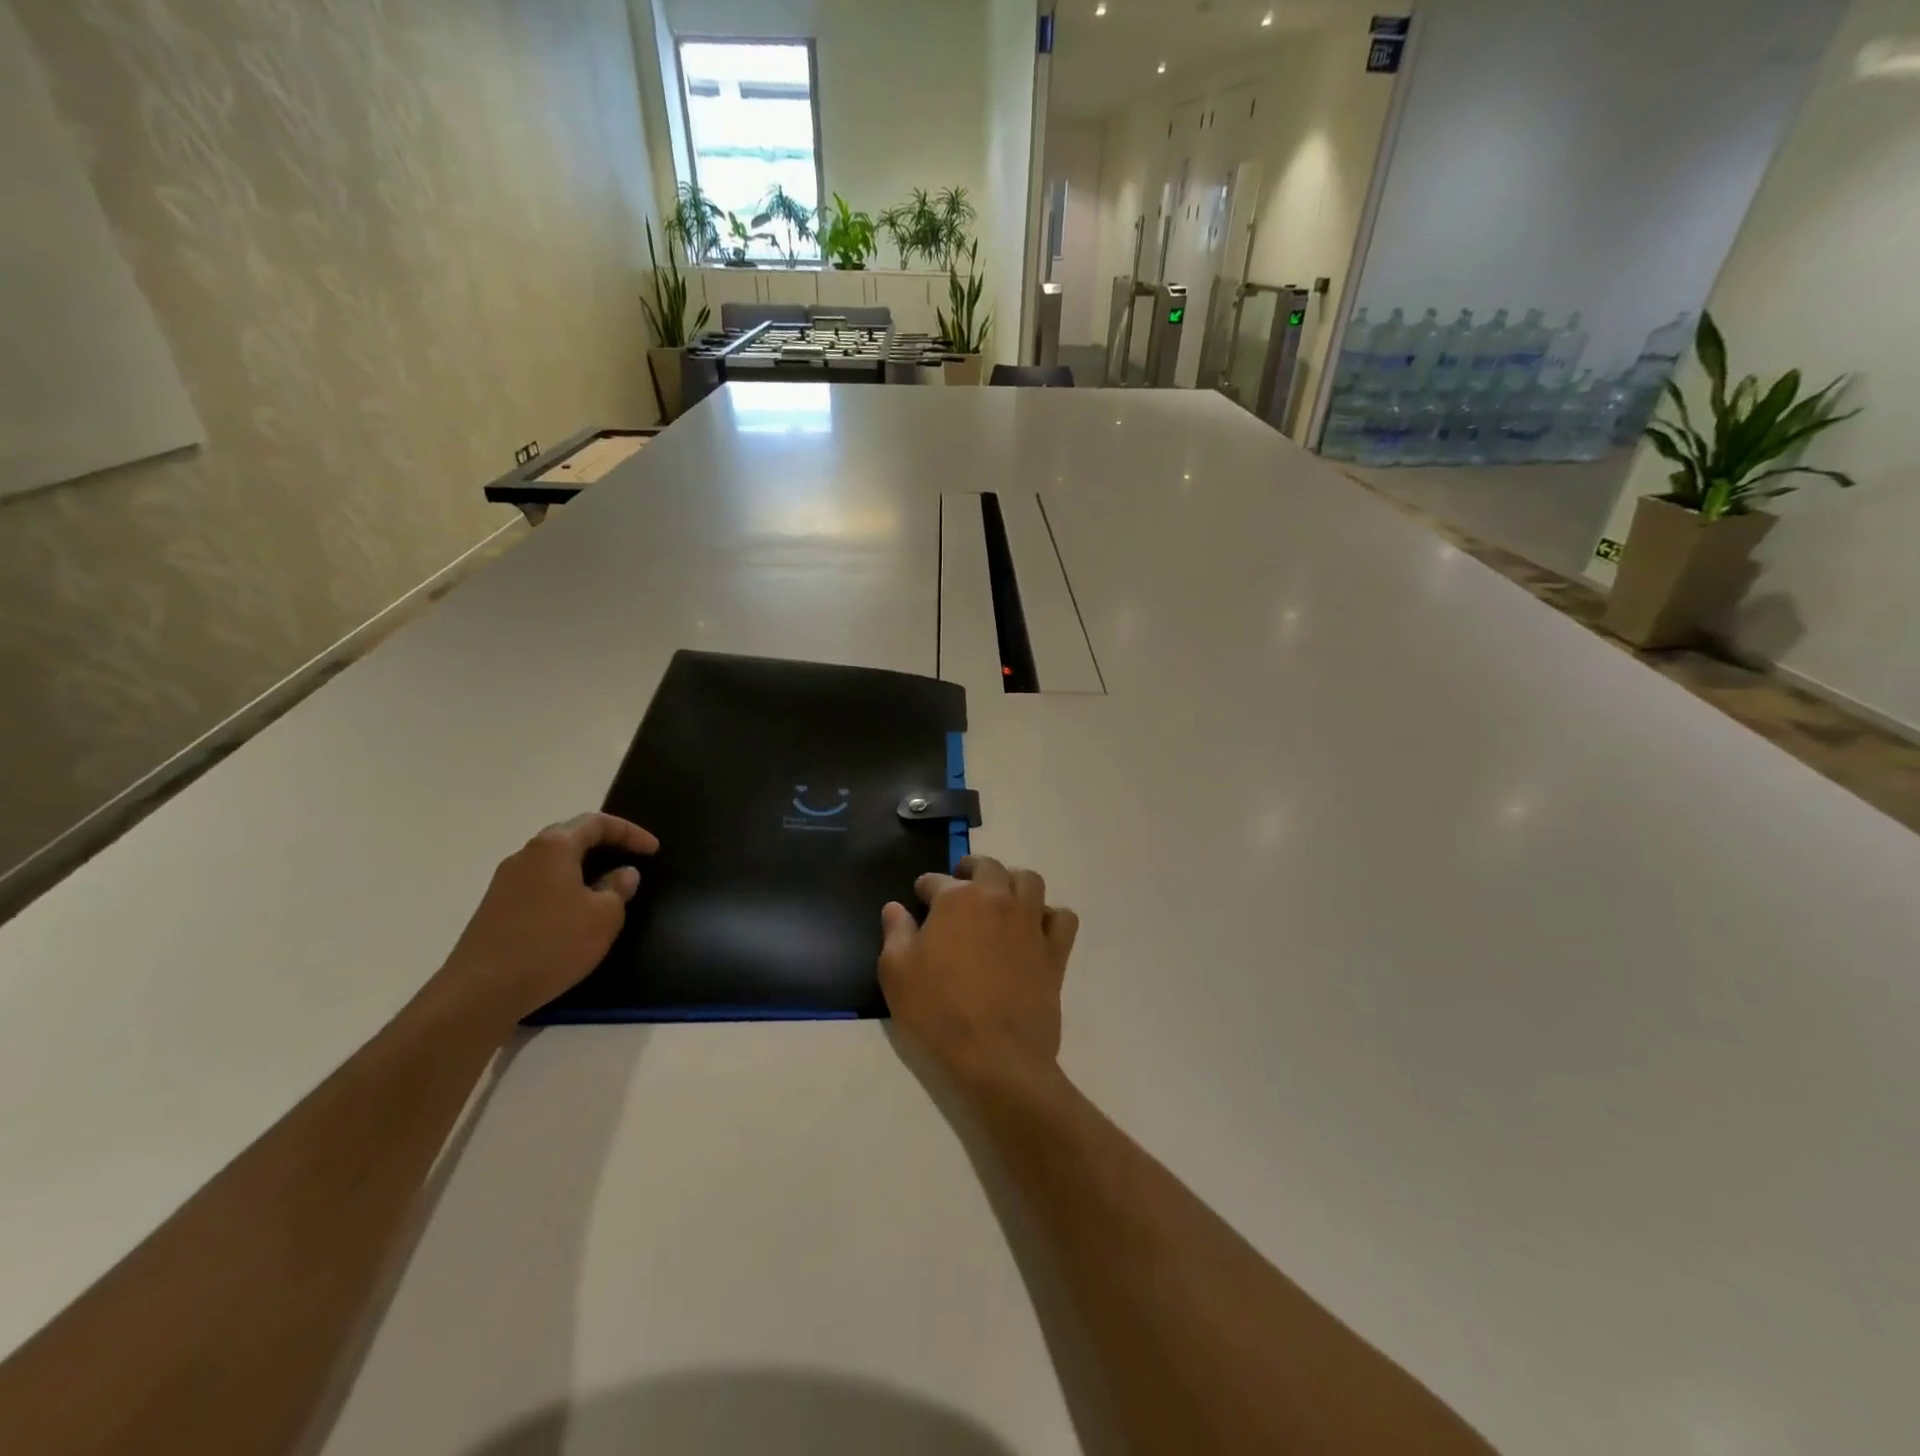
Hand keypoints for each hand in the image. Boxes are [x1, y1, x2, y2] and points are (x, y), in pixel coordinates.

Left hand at [435, 813, 658, 1031]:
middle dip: (604, 842)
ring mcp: (505, 882)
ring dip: (582, 866)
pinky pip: (539, 883)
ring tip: (607, 884)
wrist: (480, 992)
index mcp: (554, 847)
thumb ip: (618, 888)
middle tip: (630, 856)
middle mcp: (525, 855)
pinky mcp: (495, 908)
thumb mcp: (603, 916)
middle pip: (570, 834)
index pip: (598, 823)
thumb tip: (623, 873)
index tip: (653, 850)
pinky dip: (564, 886)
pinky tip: (575, 910)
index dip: (630, 832)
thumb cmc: (552, 944)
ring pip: (552, 861)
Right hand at [879, 855, 1078, 1087]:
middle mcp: (997, 899)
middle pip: (988, 867)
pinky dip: (1050, 916)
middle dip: (971, 869)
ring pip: (1029, 882)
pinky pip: (1062, 918)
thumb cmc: (938, 1012)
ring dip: (1013, 882)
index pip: (936, 880)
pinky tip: (1036, 928)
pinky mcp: (1055, 949)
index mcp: (956, 900)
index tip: (920, 895)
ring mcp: (1030, 922)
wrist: (996, 1055)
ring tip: (1002, 896)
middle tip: (962, 883)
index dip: (925, 887)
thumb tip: (894, 908)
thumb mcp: (896, 974)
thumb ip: (895, 933)